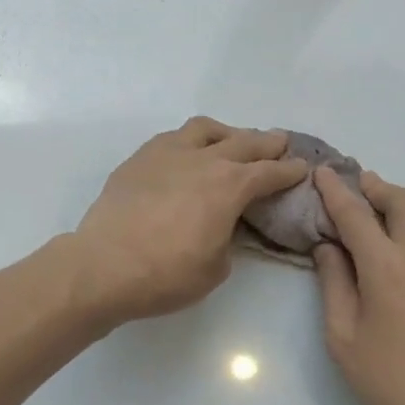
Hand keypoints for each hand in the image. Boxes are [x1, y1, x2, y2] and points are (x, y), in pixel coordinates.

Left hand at [72, 118, 310, 321]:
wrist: (103, 266)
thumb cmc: (166, 275)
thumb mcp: (215, 267)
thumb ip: (228, 238)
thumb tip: (224, 225)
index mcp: (229, 186)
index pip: (268, 173)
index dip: (289, 171)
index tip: (301, 167)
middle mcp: (202, 160)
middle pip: (243, 142)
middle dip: (266, 143)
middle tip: (279, 142)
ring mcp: (167, 154)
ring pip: (204, 129)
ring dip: (226, 133)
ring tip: (231, 141)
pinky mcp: (139, 159)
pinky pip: (172, 138)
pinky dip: (190, 141)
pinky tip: (188, 153)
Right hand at [312, 168, 404, 404]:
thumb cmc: (391, 378)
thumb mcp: (343, 337)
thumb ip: (334, 284)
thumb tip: (329, 247)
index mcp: (387, 269)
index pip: (357, 215)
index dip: (336, 191)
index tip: (323, 173)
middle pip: (402, 200)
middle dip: (376, 187)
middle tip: (358, 187)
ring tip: (387, 207)